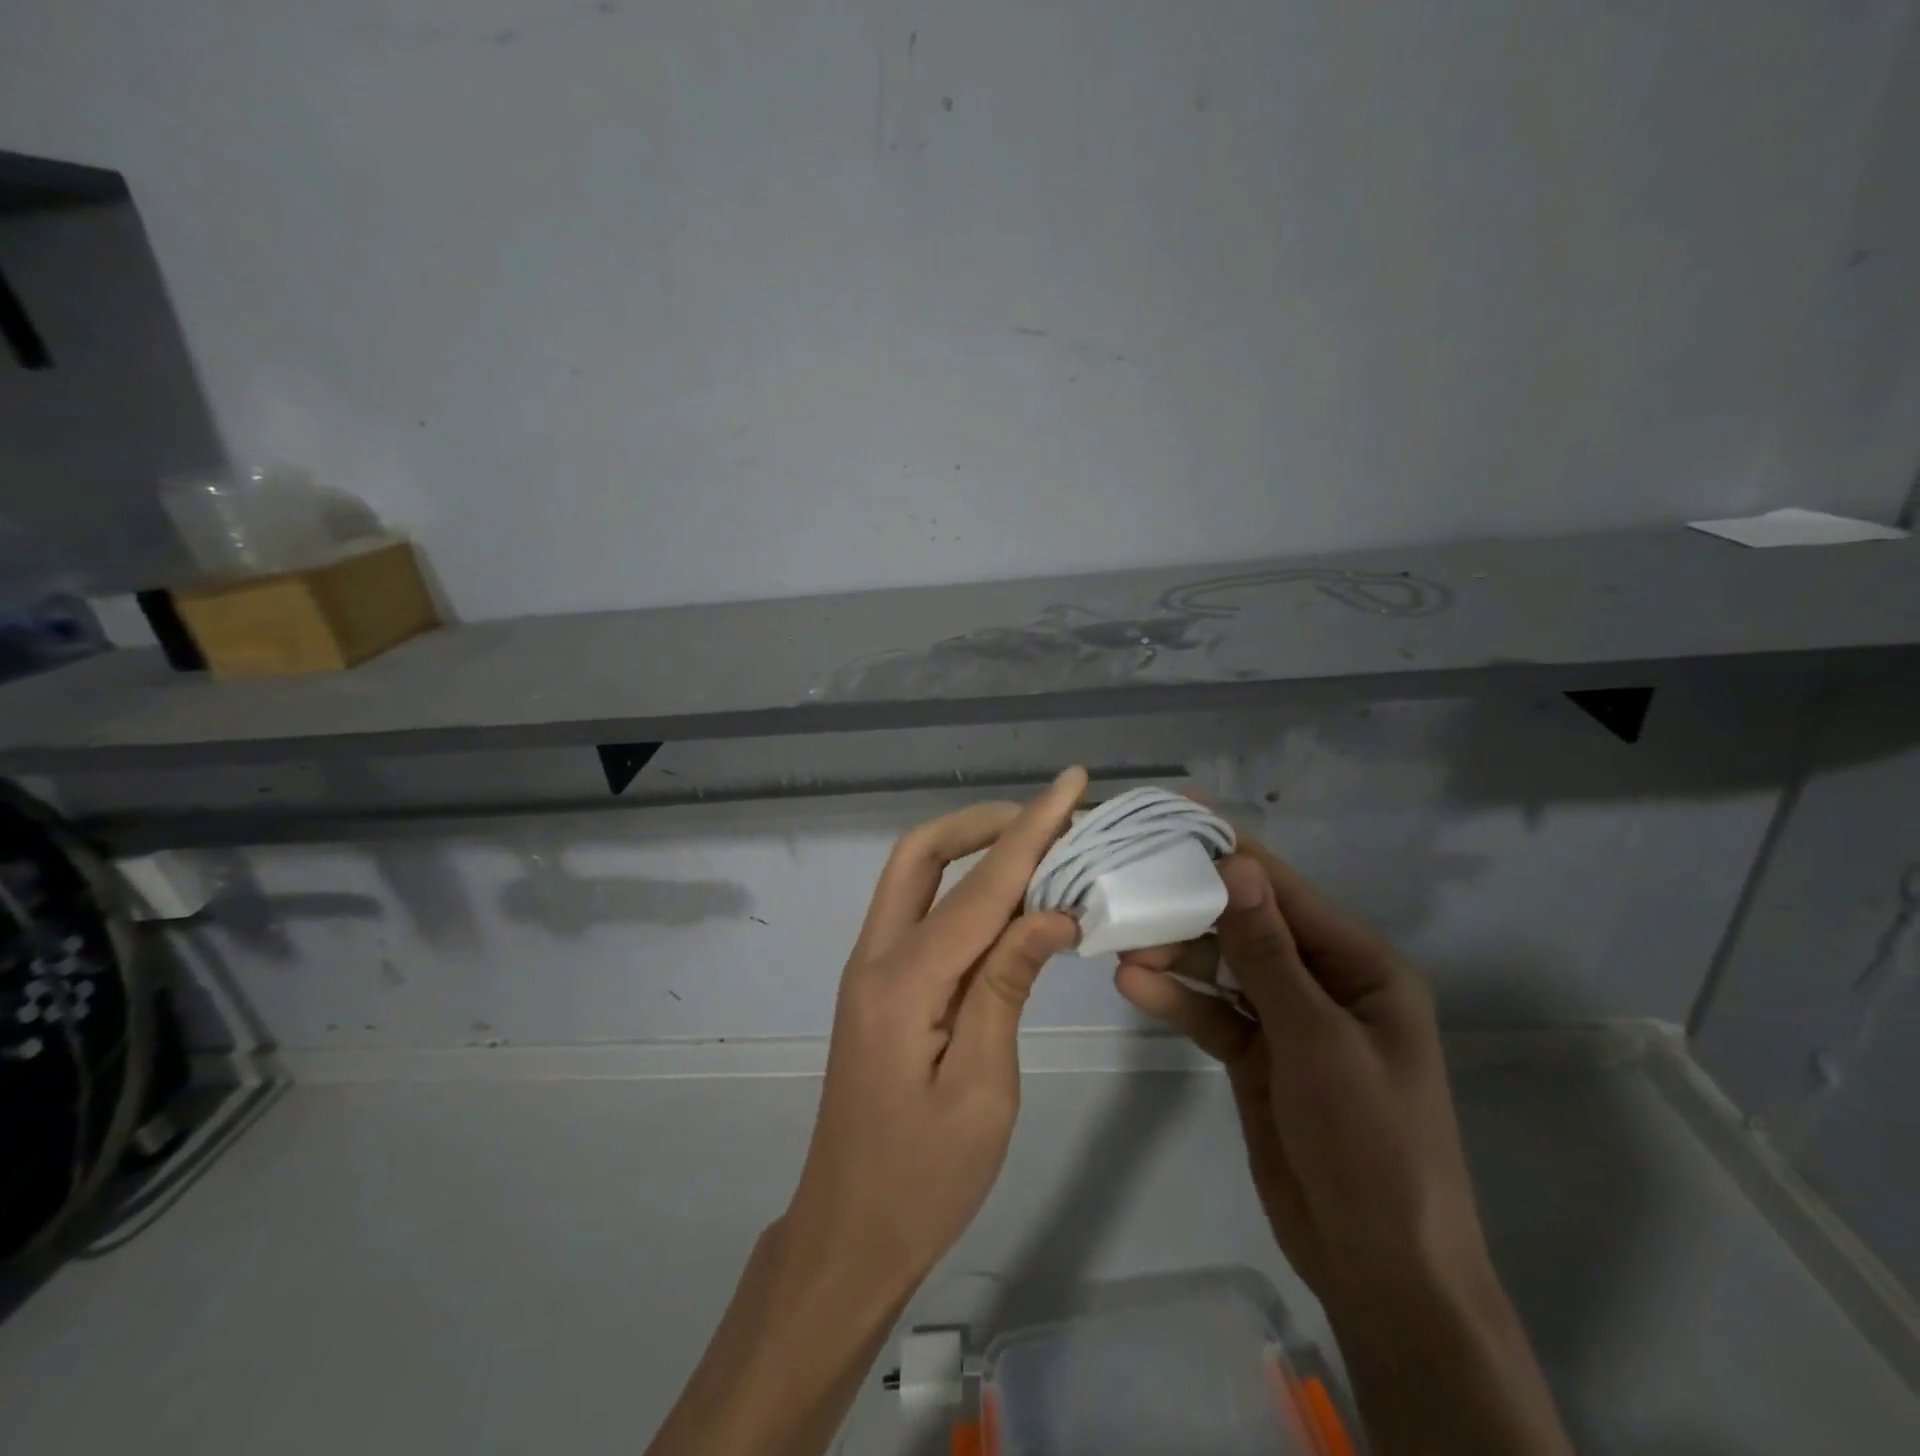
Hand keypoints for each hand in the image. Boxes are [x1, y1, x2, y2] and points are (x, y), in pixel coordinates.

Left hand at [782, 767, 1085, 1303]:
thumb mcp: (984, 1090)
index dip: (1030, 832)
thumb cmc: (923, 1180)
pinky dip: (963, 890)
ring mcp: (870, 968)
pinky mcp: (879, 985)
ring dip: (972, 850)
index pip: (979, 888)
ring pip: (915, 877)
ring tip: (1037, 847)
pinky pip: (921, 913)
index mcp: (902, 983)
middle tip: (1048, 818)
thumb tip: (1053, 913)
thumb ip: (1007, 988)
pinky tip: (1007, 902)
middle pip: (920, 854)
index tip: (1071, 785)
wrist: (849, 1234)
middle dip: (983, 823)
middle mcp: (875, 957)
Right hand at [1117, 837, 1573, 1455]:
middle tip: (1126, 881)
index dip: (1229, 852)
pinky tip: (1134, 984)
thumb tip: (1236, 865)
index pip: (1284, 891)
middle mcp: (1322, 980)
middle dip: (1189, 904)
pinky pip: (1211, 1012)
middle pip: (1245, 923)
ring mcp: (1286, 1019)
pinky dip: (1177, 998)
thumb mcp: (1317, 1040)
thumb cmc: (1370, 1144)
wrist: (1379, 1268)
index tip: (1173, 816)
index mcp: (1359, 965)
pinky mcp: (1256, 1054)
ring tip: (1119, 939)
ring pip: (1221, 965)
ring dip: (1175, 951)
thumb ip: (1268, 952)